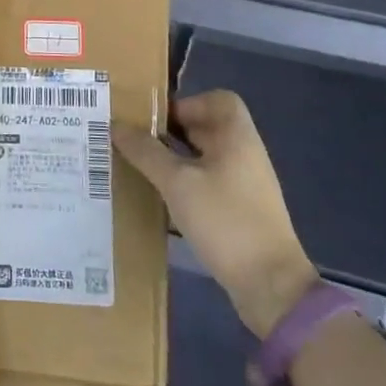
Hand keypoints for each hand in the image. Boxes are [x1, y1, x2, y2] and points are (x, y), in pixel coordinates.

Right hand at [114, 90, 315, 337]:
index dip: (187, 103)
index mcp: (237, 136)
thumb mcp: (177, 183)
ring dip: (175, 160)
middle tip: (136, 142)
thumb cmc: (225, 221)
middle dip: (171, 132)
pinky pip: (208, 183)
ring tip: (142, 170)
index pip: (217, 100)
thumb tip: (115, 124)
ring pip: (205, 158)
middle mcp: (245, 154)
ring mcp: (245, 185)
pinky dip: (186, 184)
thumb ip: (145, 151)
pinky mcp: (241, 211)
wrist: (270, 286)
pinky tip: (163, 200)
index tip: (157, 121)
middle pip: (207, 128)